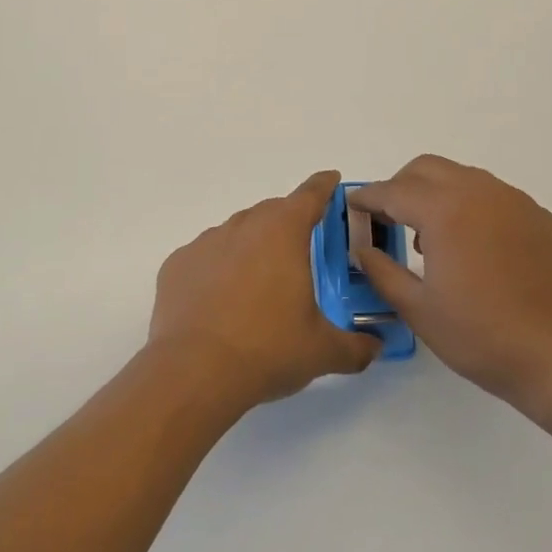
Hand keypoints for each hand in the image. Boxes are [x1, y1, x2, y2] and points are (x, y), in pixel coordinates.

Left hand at [148, 170, 380, 409]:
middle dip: (288, 224)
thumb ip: (355, 347)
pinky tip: (220, 303)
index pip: (310, 195)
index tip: (330, 180)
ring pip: (236, 233)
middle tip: (300, 253)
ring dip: (251, 248)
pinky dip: (217, 270)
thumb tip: (374, 347)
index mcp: (283, 232)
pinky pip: (205, 258)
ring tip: (258, 287)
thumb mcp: (322, 352)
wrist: (193, 371)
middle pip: (272, 212)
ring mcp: (206, 242)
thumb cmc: (267, 349)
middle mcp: (244, 225)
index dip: (323, 186)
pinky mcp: (177, 264)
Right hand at [352, 155, 551, 411]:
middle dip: (400, 186)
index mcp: (444, 210)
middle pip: (426, 169)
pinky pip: (493, 196)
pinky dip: (470, 206)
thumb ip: (382, 272)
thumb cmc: (484, 337)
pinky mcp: (539, 217)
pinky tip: (472, 248)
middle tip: (388, 219)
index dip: (368, 198)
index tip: (352, 206)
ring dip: (436, 193)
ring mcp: (514, 200)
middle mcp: (479, 191)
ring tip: (430, 238)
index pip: (393, 191)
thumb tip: (362, 249)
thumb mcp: (420, 310)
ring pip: (462, 177)